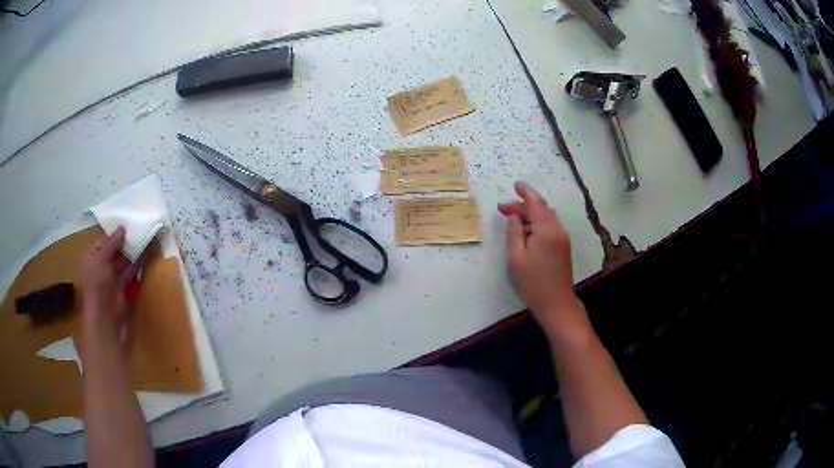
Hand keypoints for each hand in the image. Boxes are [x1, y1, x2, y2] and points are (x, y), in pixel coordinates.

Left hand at [81, 227, 140, 337]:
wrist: (105, 317)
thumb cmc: (98, 284)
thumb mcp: (101, 258)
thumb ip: (111, 243)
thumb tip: (123, 227)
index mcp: (92, 256)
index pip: (104, 240)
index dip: (115, 232)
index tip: (129, 222)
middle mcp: (101, 266)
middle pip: (115, 250)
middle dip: (126, 242)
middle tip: (140, 228)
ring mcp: (113, 279)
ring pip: (124, 261)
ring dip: (133, 253)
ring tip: (146, 239)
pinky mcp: (123, 289)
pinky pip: (130, 274)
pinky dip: (137, 266)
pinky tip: (145, 257)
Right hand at [498, 182, 580, 330]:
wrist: (556, 303)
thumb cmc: (532, 282)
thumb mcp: (516, 257)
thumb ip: (514, 232)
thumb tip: (514, 215)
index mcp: (546, 230)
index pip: (536, 203)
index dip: (525, 193)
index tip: (515, 185)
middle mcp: (558, 230)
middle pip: (541, 209)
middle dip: (523, 206)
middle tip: (503, 209)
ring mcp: (563, 239)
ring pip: (546, 218)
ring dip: (531, 215)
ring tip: (513, 220)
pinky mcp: (563, 248)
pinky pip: (550, 227)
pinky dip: (538, 224)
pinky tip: (527, 233)